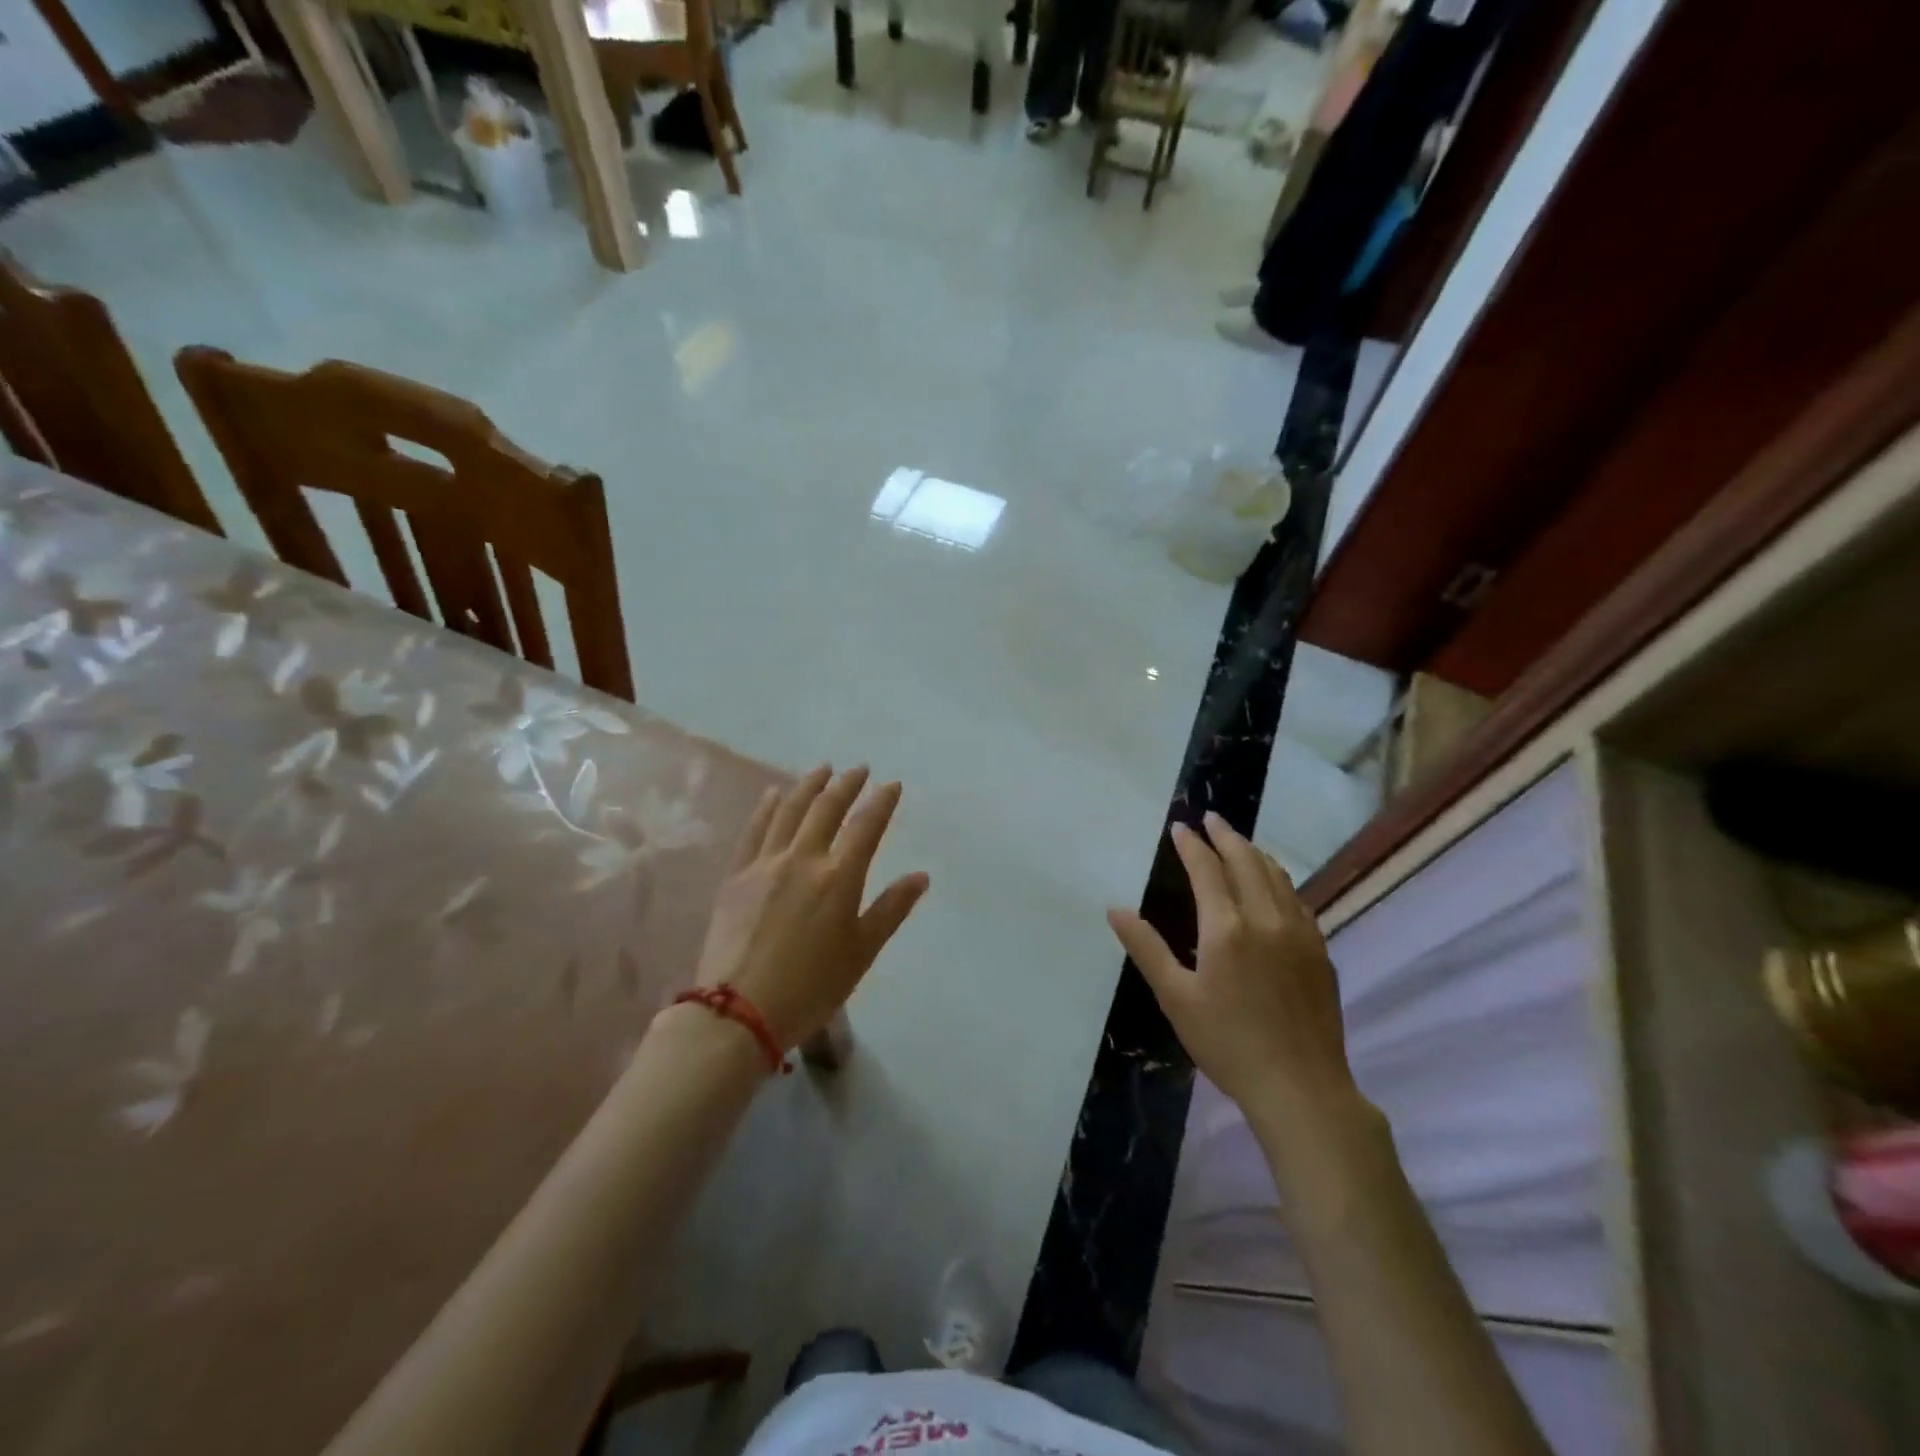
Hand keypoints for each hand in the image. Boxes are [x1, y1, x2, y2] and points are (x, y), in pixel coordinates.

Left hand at [694, 765, 928, 1050]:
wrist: (738, 1013)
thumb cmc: (811, 988)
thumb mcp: (862, 953)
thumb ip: (891, 909)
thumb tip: (921, 876)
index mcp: (838, 878)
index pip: (866, 826)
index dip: (881, 802)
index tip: (892, 784)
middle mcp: (802, 859)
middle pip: (826, 809)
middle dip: (846, 785)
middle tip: (859, 769)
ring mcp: (764, 864)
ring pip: (789, 811)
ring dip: (808, 786)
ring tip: (823, 770)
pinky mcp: (736, 876)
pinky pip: (753, 831)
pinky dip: (767, 808)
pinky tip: (774, 794)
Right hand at [1108, 812, 1360, 1120]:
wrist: (1302, 1087)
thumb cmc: (1228, 1043)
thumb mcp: (1176, 998)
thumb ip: (1146, 948)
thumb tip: (1115, 909)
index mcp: (1226, 928)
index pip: (1207, 870)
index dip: (1191, 845)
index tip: (1179, 827)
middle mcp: (1266, 918)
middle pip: (1247, 861)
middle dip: (1226, 836)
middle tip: (1211, 818)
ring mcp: (1299, 933)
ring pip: (1277, 876)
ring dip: (1254, 852)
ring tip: (1239, 842)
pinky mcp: (1319, 950)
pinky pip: (1297, 899)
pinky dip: (1279, 879)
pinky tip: (1275, 885)